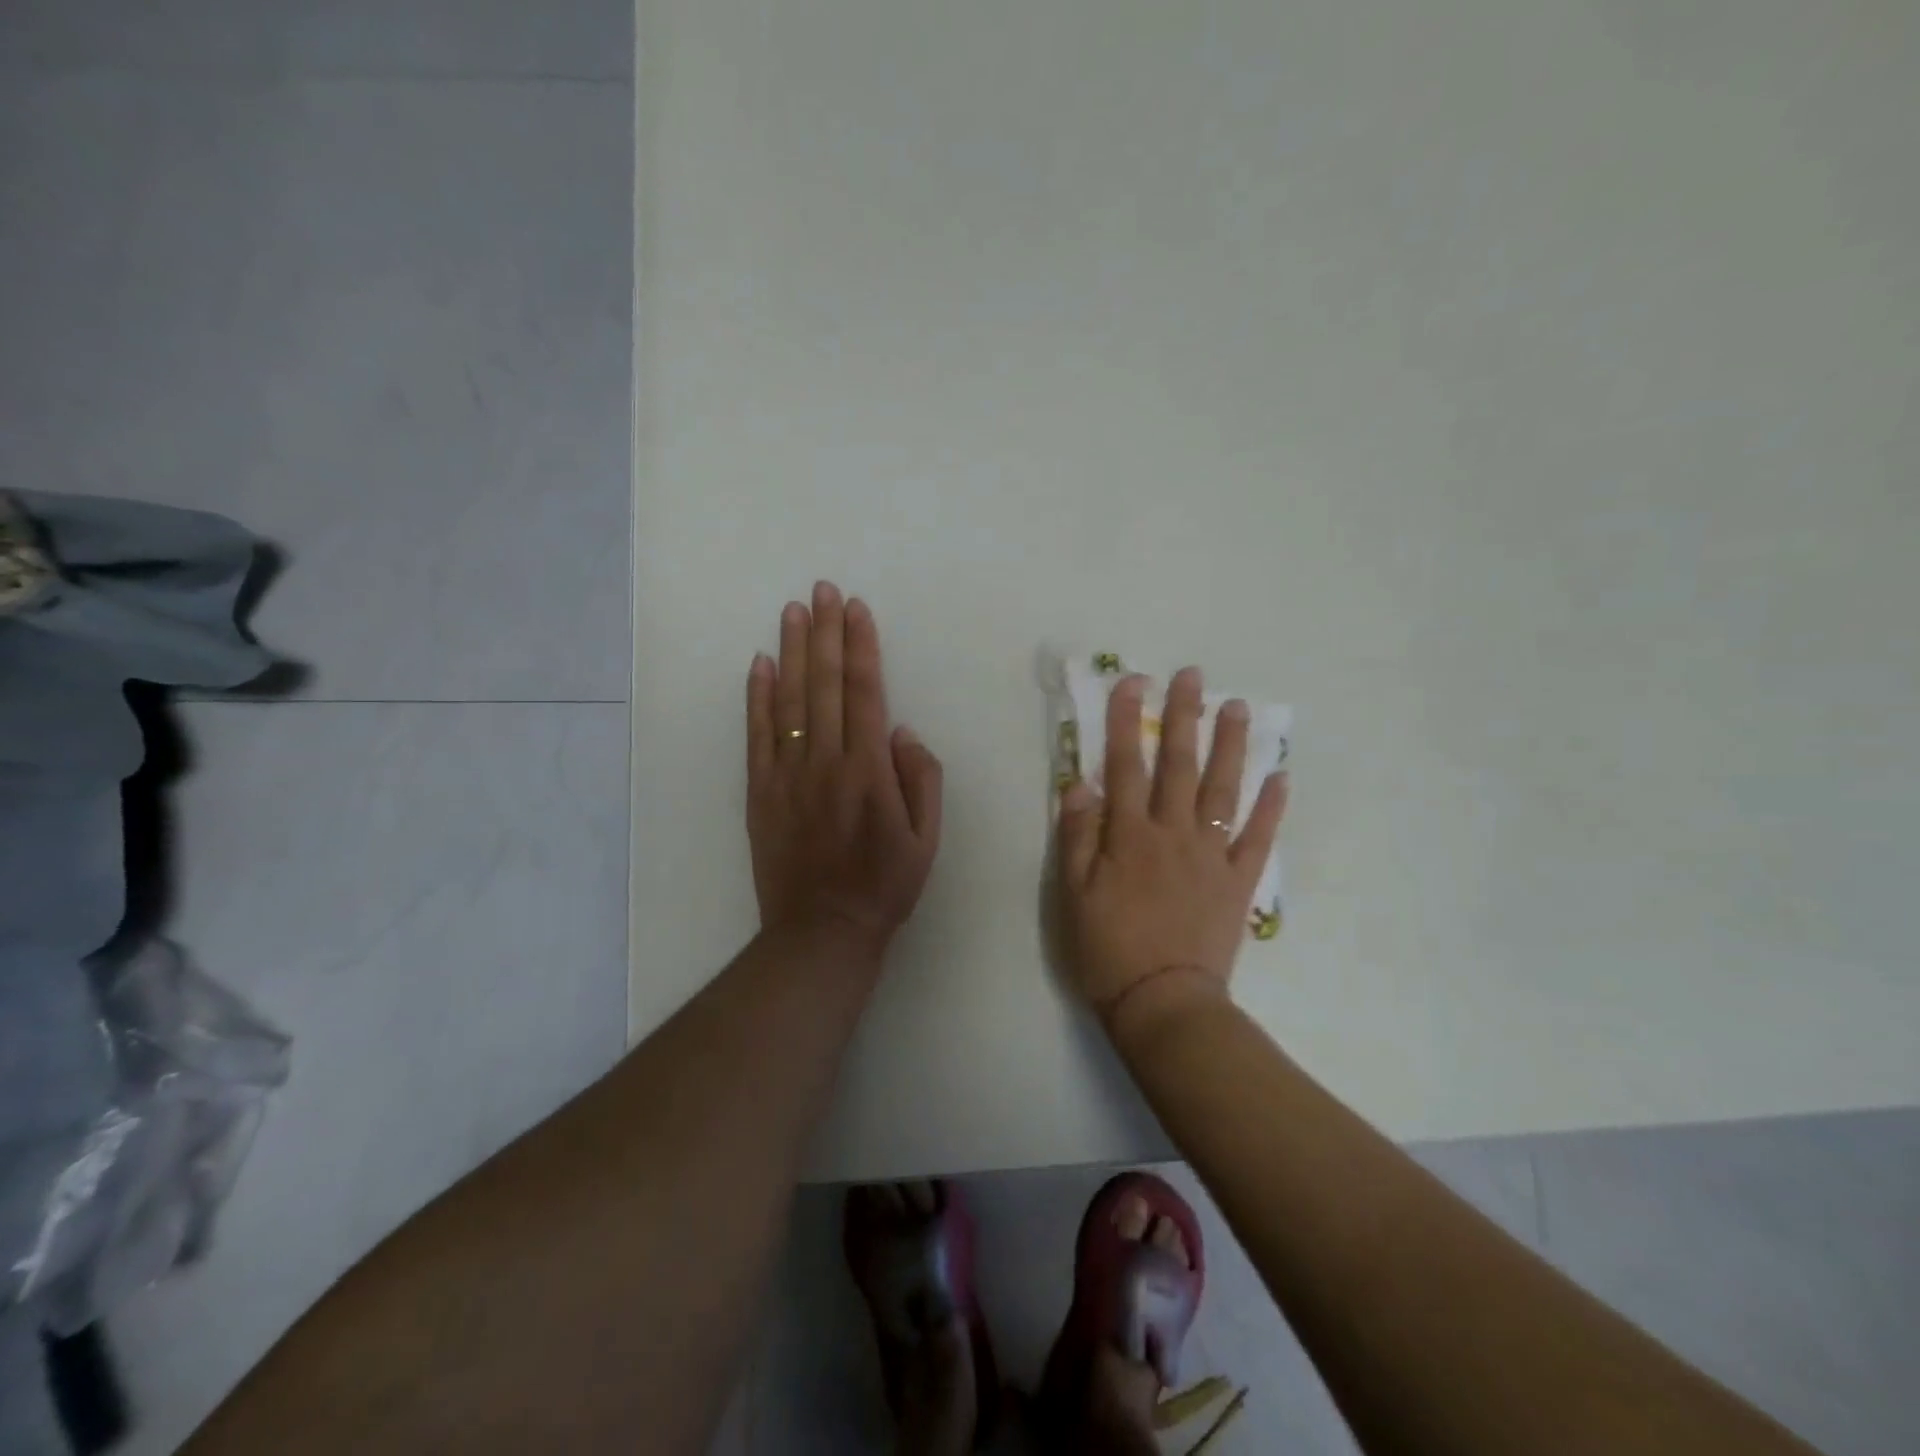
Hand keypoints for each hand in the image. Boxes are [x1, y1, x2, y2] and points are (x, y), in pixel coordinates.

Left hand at [746, 582, 942, 957]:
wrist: (822, 930)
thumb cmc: (884, 885)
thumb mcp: (927, 839)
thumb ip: (921, 780)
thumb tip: (902, 731)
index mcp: (869, 772)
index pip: (864, 693)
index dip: (861, 647)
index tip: (857, 609)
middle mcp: (826, 763)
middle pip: (824, 685)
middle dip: (826, 633)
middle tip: (823, 590)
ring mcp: (788, 775)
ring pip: (789, 701)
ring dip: (791, 652)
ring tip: (793, 611)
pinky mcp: (760, 791)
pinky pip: (758, 735)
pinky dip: (757, 697)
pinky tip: (759, 664)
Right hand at [1056, 667, 1286, 1031]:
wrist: (1163, 1003)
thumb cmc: (1108, 948)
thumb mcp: (1073, 894)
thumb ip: (1076, 836)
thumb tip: (1079, 783)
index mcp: (1129, 835)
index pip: (1126, 766)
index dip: (1128, 722)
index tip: (1134, 683)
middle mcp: (1173, 834)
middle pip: (1180, 765)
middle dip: (1185, 717)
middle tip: (1194, 676)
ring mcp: (1212, 855)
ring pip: (1224, 790)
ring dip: (1232, 746)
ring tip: (1239, 708)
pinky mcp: (1239, 882)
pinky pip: (1258, 838)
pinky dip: (1271, 807)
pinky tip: (1280, 777)